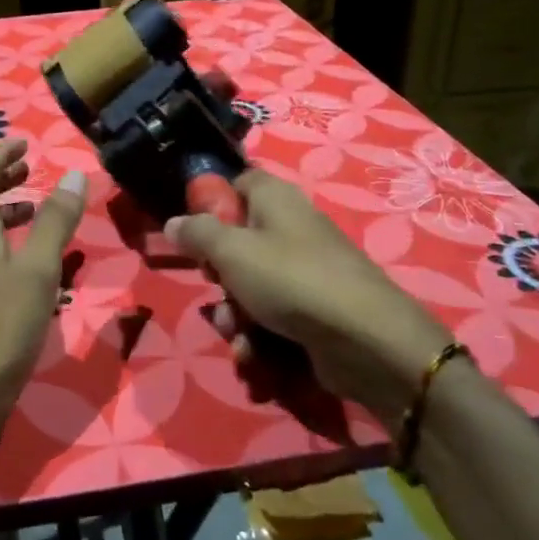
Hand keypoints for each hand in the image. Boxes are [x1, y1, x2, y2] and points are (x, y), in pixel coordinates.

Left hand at [0, 139, 87, 456]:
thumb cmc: (3, 325)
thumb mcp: (39, 268)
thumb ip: (55, 220)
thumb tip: (72, 175)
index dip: (1, 153)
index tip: (26, 144)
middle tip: (29, 169)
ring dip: (1, 207)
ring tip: (33, 208)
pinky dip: (0, 236)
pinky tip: (26, 258)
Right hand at [166, 167, 452, 411]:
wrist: (364, 340)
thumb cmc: (290, 279)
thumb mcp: (231, 251)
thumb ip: (197, 233)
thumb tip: (174, 222)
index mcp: (275, 199)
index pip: (238, 184)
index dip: (213, 204)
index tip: (193, 232)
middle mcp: (291, 229)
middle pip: (238, 242)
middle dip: (218, 275)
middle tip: (215, 287)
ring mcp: (305, 272)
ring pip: (250, 287)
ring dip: (235, 315)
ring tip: (237, 335)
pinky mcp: (314, 311)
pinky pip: (273, 317)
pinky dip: (259, 337)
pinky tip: (254, 356)